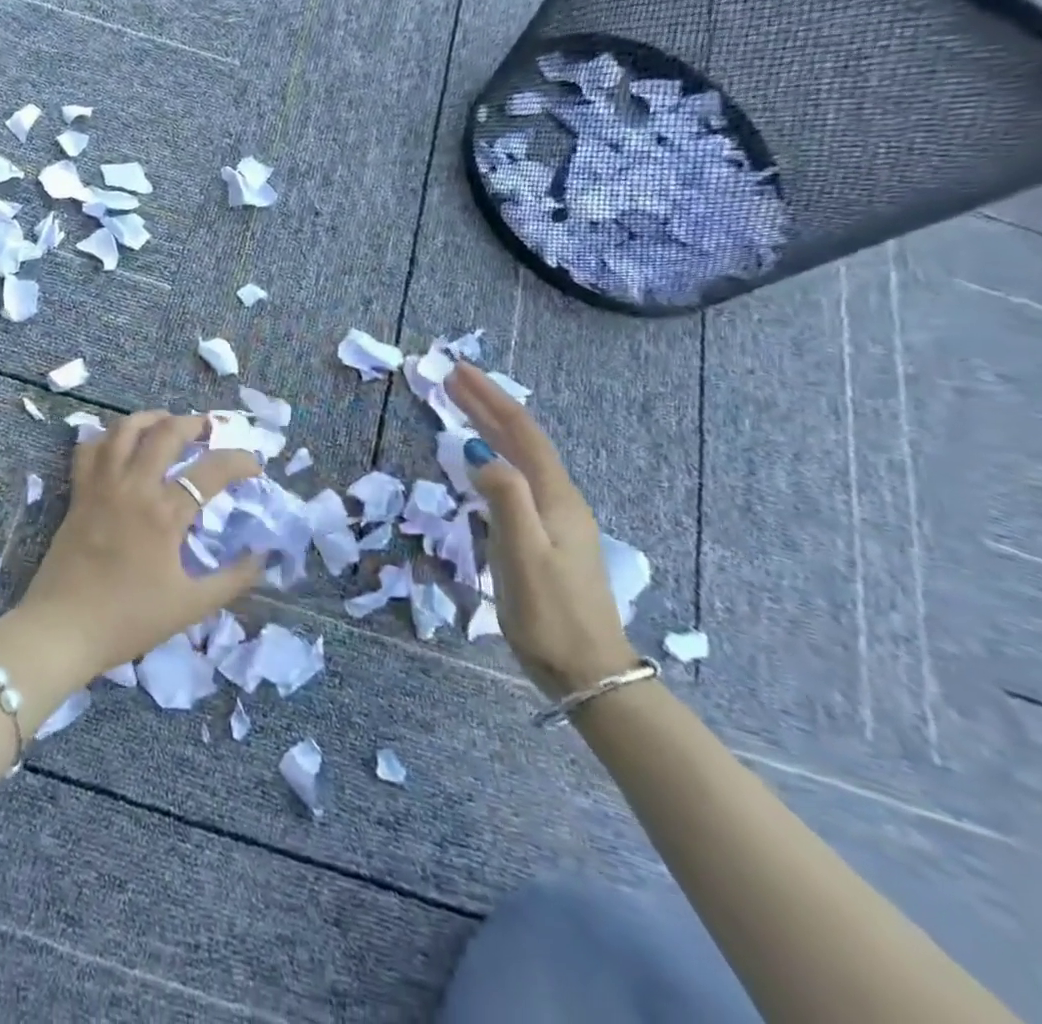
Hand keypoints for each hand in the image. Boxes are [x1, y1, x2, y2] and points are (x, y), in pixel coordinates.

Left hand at [12, 412, 263, 681]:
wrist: (62, 628)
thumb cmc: (128, 620)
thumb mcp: (190, 607)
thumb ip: (232, 580)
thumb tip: (262, 556)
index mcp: (165, 513)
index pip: (212, 470)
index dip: (240, 462)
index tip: (254, 467)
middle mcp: (134, 487)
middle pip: (166, 433)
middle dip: (194, 423)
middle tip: (209, 429)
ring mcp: (101, 485)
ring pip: (124, 429)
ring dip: (151, 418)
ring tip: (167, 423)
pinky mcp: (78, 493)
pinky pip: (89, 448)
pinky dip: (107, 437)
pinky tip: (119, 443)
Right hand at [443, 364, 637, 698]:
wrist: (589, 671)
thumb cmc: (550, 613)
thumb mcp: (522, 554)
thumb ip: (504, 498)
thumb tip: (478, 449)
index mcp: (555, 497)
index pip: (520, 432)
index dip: (489, 398)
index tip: (457, 371)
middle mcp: (559, 499)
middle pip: (521, 439)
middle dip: (487, 405)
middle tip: (452, 378)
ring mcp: (556, 519)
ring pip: (520, 458)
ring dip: (491, 427)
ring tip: (462, 407)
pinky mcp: (548, 538)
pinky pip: (517, 479)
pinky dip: (495, 456)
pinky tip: (482, 462)